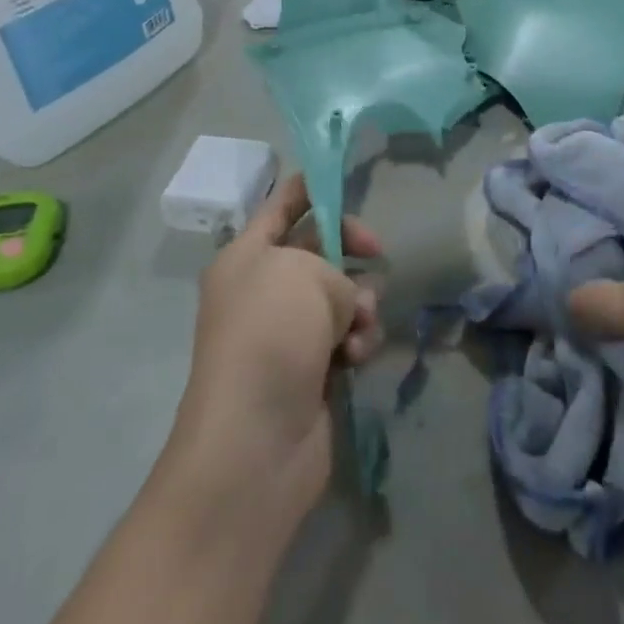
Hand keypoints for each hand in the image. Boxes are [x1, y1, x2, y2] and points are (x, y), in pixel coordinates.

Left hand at [167, 174, 383, 520]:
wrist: (255, 442)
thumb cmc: (272, 336)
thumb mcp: (307, 273)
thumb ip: (337, 269)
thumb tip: (345, 304)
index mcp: (246, 258)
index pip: (281, 206)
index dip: (313, 188)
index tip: (349, 181)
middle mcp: (262, 291)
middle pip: (318, 250)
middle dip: (351, 251)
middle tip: (377, 253)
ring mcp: (286, 334)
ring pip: (340, 296)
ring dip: (360, 304)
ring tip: (360, 324)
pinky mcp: (310, 371)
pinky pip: (346, 338)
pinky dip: (357, 342)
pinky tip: (356, 357)